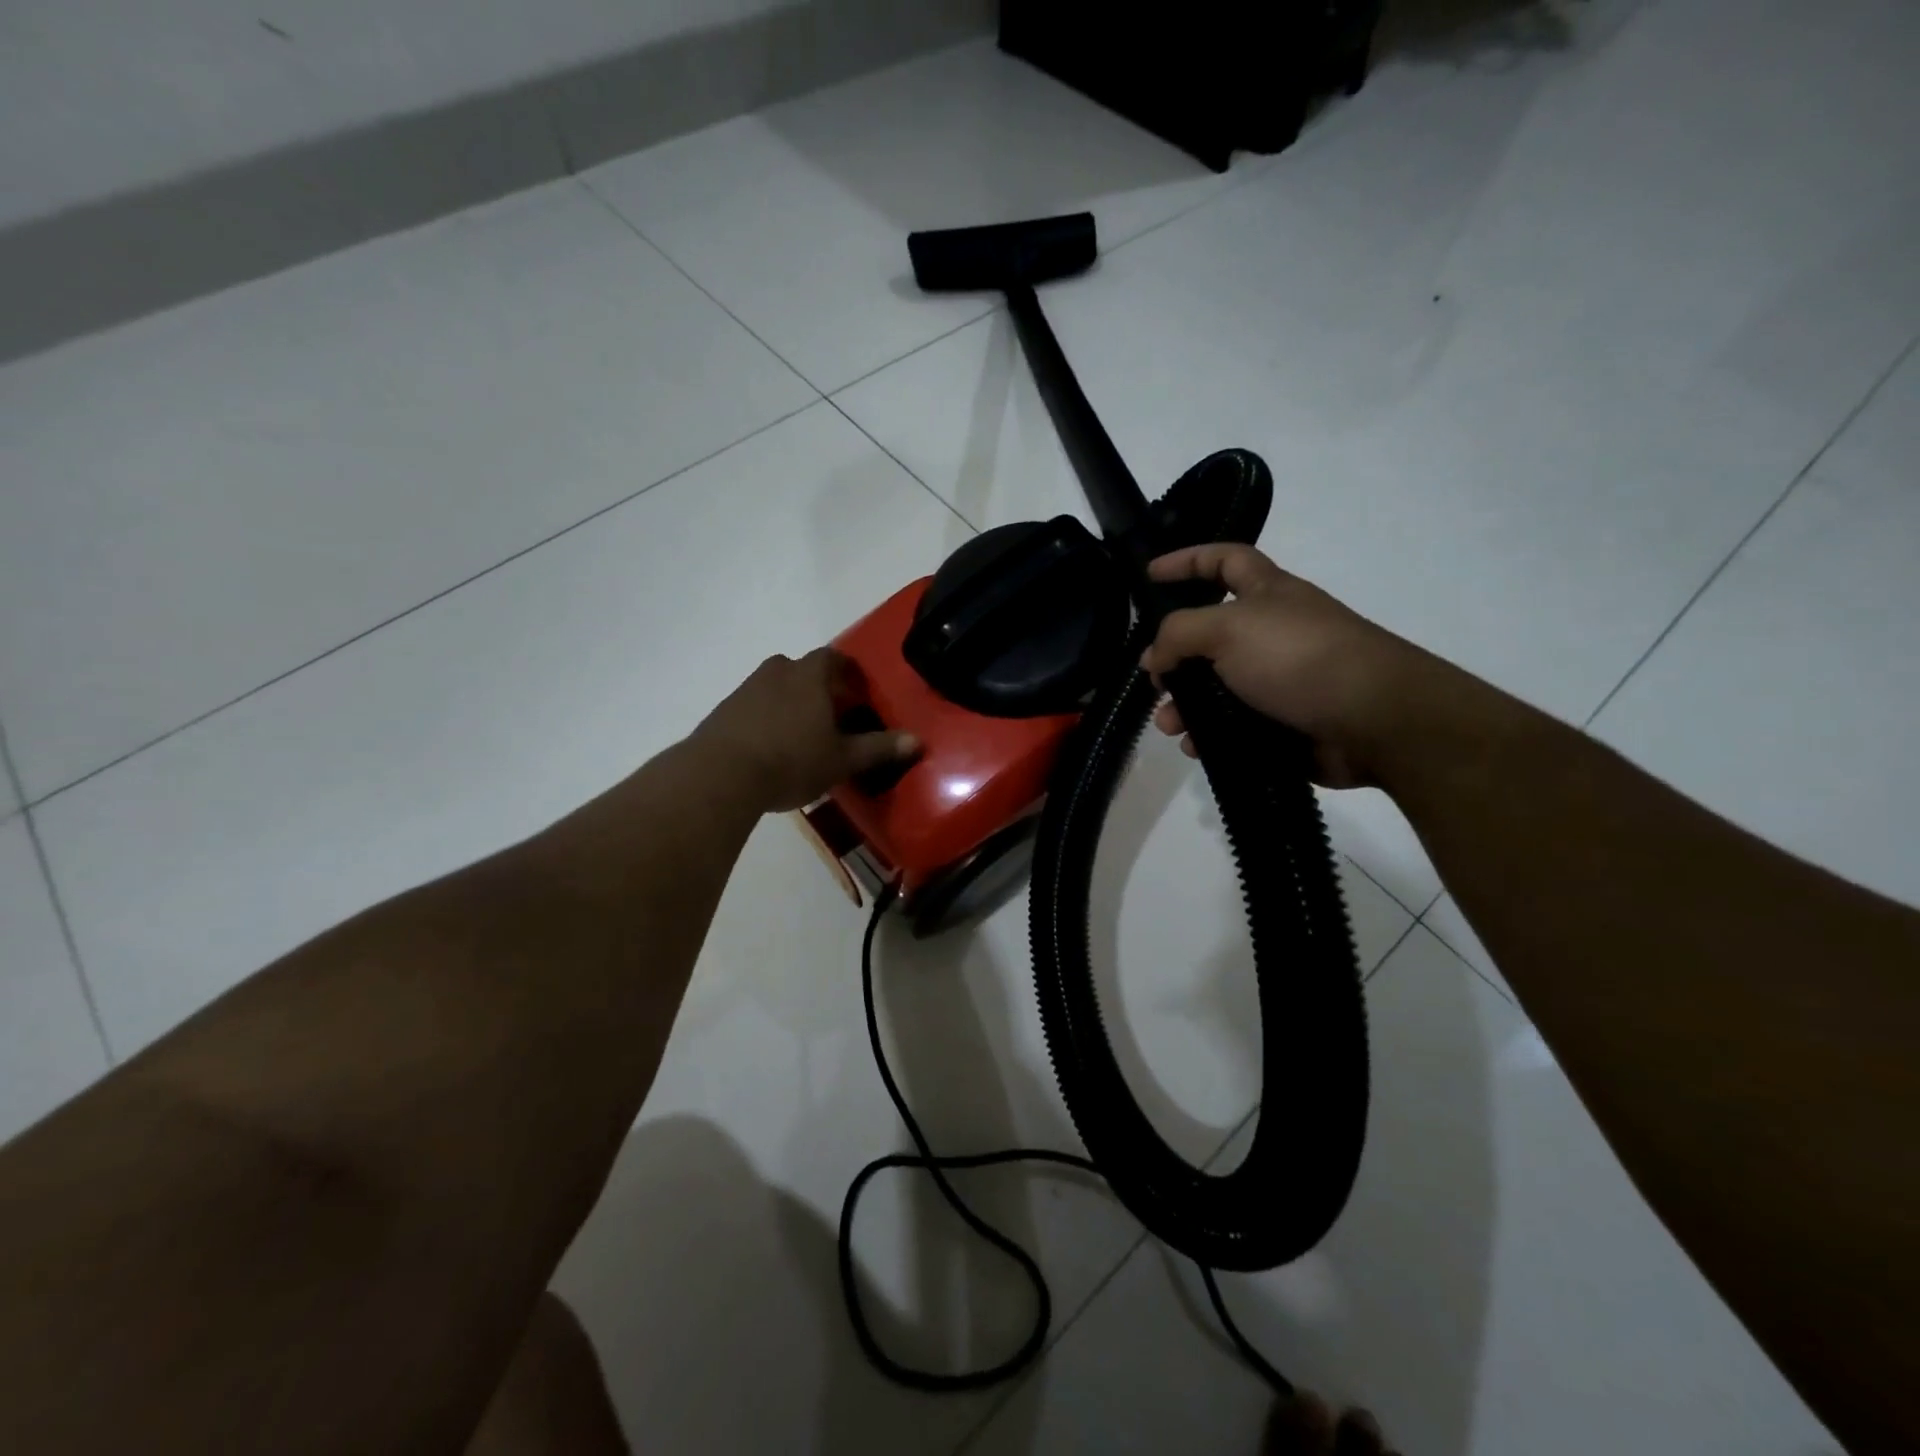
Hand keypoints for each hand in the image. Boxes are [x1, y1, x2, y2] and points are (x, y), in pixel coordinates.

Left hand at [693, 649, 918, 813]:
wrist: (720, 775)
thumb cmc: (791, 760)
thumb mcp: (842, 759)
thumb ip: (879, 748)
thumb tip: (917, 740)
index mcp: (809, 675)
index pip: (834, 658)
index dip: (849, 672)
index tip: (858, 693)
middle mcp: (777, 671)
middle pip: (803, 670)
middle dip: (820, 688)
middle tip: (833, 715)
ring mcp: (746, 689)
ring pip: (777, 687)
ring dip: (791, 703)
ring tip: (802, 734)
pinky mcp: (724, 711)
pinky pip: (754, 707)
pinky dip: (767, 719)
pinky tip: (772, 748)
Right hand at [1140, 543, 1433, 788]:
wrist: (1374, 720)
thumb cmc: (1299, 657)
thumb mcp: (1228, 629)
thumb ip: (1179, 634)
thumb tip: (1154, 658)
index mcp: (1268, 594)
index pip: (1224, 560)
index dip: (1187, 560)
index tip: (1149, 574)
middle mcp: (1273, 632)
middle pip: (1211, 636)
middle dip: (1176, 658)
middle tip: (1154, 680)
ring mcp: (1281, 680)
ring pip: (1218, 688)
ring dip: (1187, 706)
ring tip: (1170, 727)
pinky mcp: (1285, 722)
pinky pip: (1235, 726)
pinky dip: (1212, 736)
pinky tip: (1196, 748)